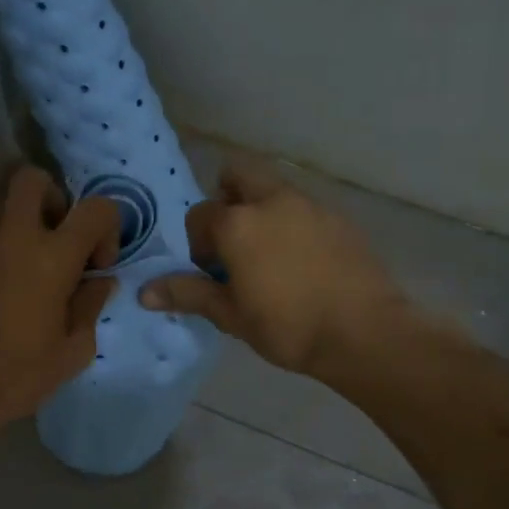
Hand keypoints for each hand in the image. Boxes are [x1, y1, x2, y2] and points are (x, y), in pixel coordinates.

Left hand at [0, 165, 119, 447]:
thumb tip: (99, 281)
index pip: (95, 208)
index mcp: (52, 259)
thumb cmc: (15, 377)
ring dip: (28, 222)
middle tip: (62, 241)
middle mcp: (15, 239)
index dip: (108, 228)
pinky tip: (11, 291)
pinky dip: (6, 248)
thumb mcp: (72, 352)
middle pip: (32, 179)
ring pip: (5, 205)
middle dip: (56, 198)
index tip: (98, 266)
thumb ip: (91, 308)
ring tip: (37, 268)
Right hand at [140, 159, 407, 379]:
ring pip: (274, 190)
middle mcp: (272, 201)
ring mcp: (311, 205)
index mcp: (238, 223)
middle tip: (234, 241)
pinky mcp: (340, 218)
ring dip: (262, 210)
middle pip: (238, 175)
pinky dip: (293, 223)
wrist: (364, 333)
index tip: (211, 272)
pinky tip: (303, 263)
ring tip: (269, 257)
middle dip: (227, 198)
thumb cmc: (288, 326)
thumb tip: (144, 292)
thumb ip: (189, 294)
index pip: (201, 215)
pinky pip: (304, 209)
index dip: (198, 242)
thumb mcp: (231, 315)